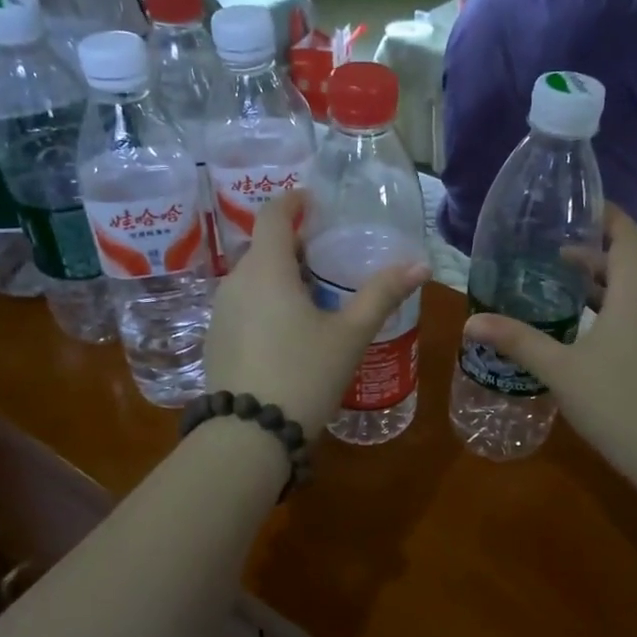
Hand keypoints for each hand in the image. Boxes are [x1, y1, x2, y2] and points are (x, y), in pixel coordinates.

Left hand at [205, 192, 427, 436]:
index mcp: (267, 269)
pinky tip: (288, 331)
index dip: (293, 202)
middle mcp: (235, 282)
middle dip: (293, 244)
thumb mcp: (350, 335)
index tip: (314, 202)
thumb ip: (382, 295)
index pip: (273, 214)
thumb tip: (421, 265)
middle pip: (263, 247)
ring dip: (280, 276)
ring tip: (314, 296)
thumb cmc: (305, 374)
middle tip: (328, 257)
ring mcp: (220, 312)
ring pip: (252, 279)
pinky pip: (243, 305)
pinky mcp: (215, 340)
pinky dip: (265, 303)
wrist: (250, 434)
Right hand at [464, 208, 636, 487]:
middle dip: (591, 255)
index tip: (578, 206)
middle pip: (627, 265)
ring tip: (561, 290)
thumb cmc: (616, 402)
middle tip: (550, 255)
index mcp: (635, 295)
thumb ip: (518, 341)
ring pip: (632, 295)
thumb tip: (471, 321)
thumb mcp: (560, 370)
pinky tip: (583, 335)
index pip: (627, 237)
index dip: (606, 216)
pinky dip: (610, 311)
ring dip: (599, 287)